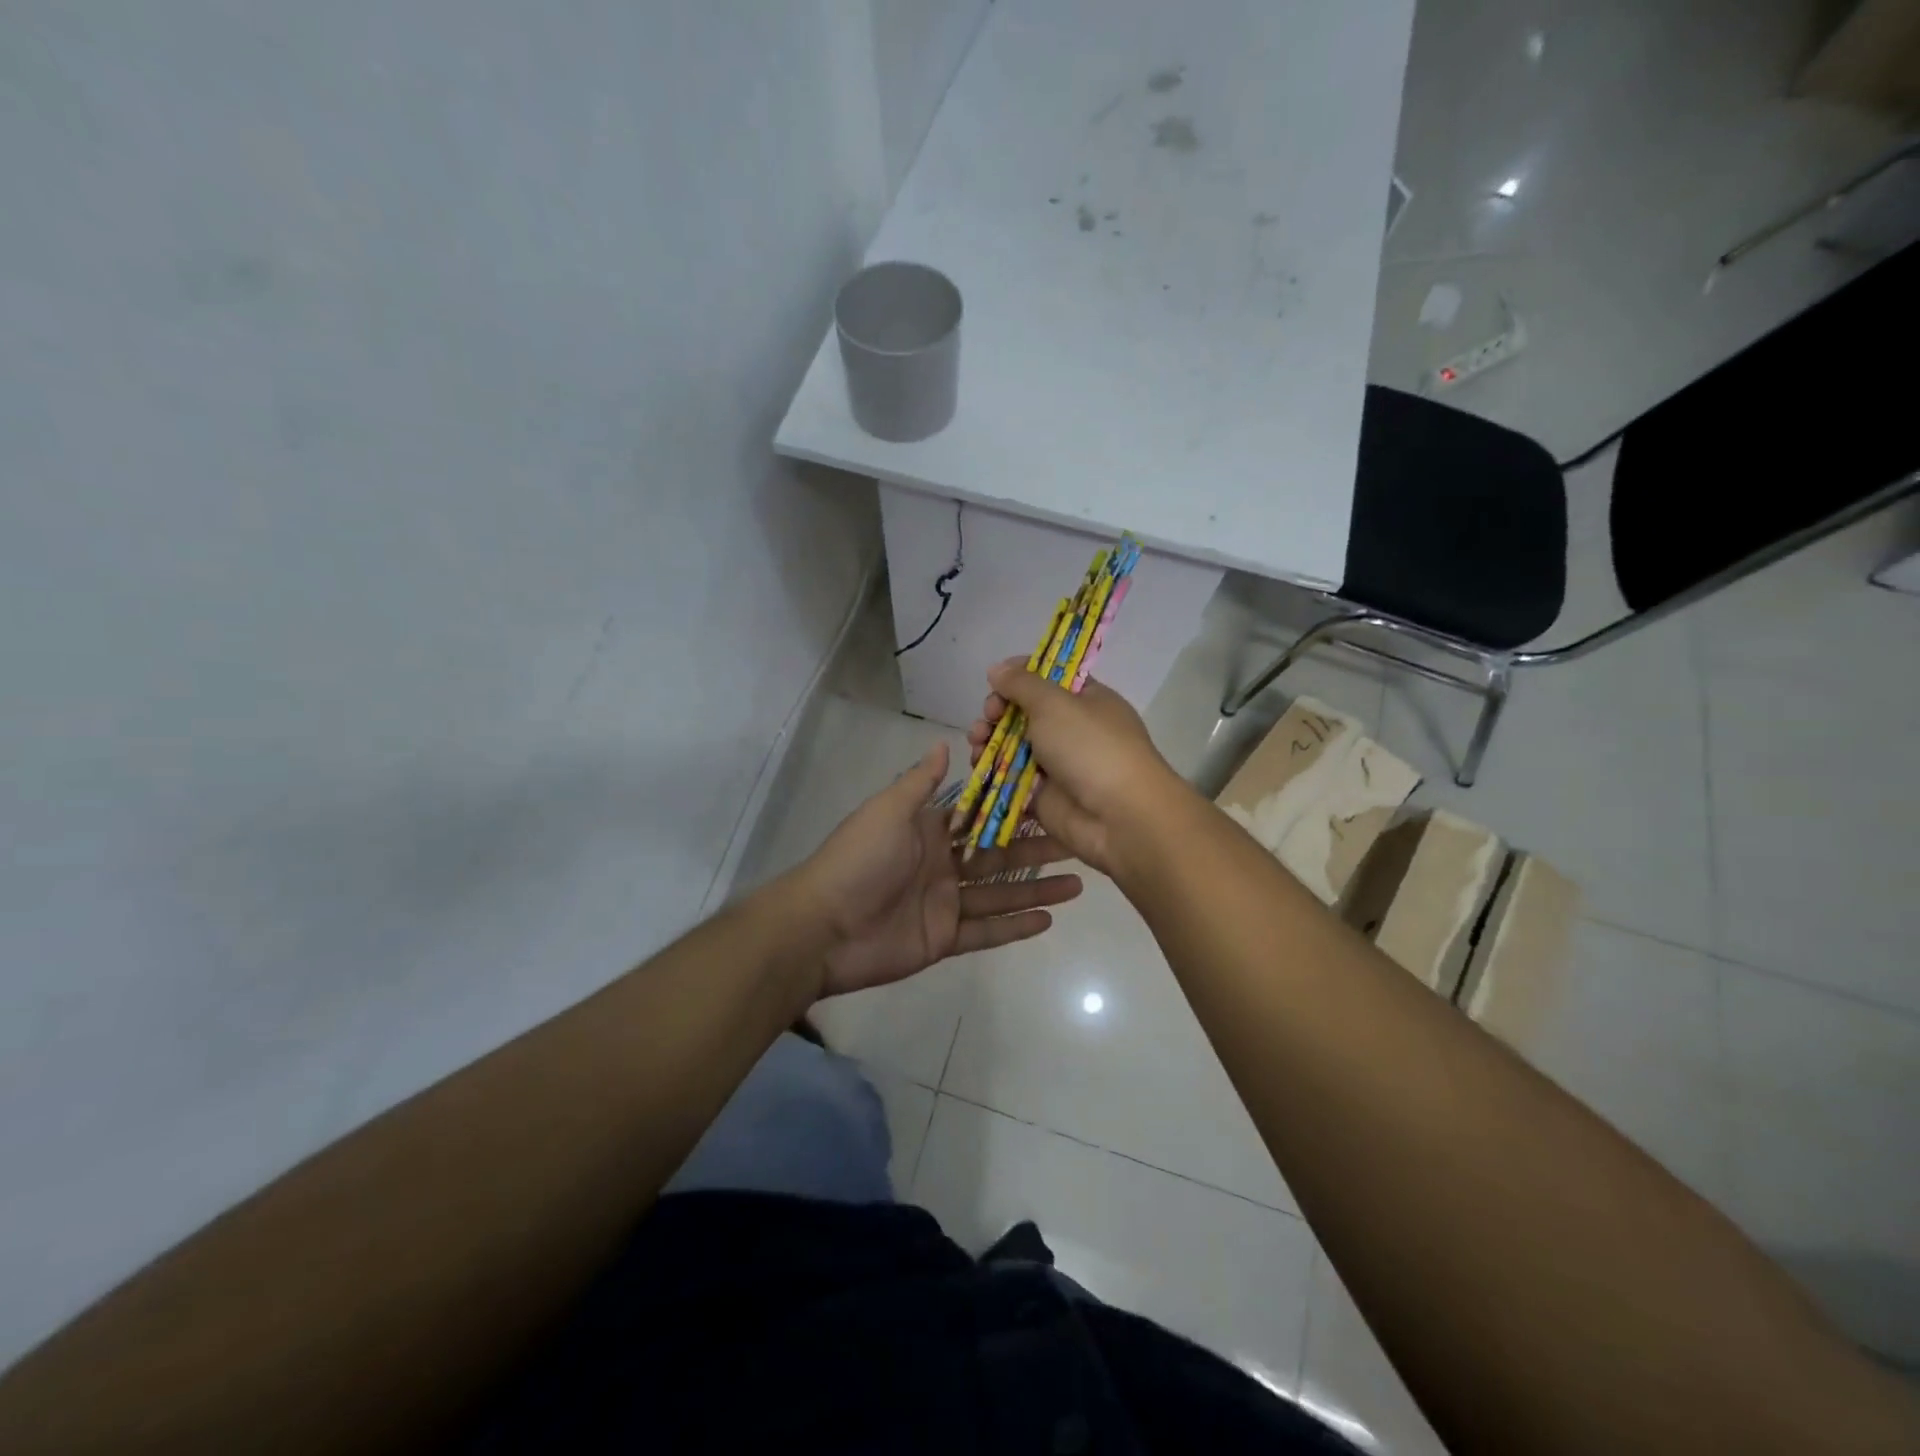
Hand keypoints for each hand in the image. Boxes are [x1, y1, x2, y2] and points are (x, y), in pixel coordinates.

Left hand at [800, 741, 1083, 997]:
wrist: (823, 927)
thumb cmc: (858, 860)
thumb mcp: (888, 811)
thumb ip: (920, 782)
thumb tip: (945, 745)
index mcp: (930, 831)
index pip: (982, 817)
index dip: (1015, 810)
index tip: (1054, 800)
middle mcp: (942, 864)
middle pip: (999, 855)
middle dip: (1038, 850)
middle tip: (1080, 843)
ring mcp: (945, 903)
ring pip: (1000, 894)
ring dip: (1037, 889)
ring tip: (1080, 883)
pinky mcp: (944, 938)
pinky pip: (986, 931)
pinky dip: (1016, 927)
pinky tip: (1049, 920)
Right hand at [966, 660, 1188, 879]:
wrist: (1117, 817)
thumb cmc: (1090, 747)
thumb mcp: (1055, 703)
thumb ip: (1022, 683)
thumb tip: (998, 669)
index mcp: (1087, 699)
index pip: (1050, 677)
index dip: (1021, 675)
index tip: (996, 679)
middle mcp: (1073, 729)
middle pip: (1026, 712)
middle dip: (1000, 710)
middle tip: (988, 715)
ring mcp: (1058, 764)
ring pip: (1014, 745)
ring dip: (990, 739)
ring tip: (976, 742)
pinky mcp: (1043, 795)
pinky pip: (1011, 778)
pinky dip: (992, 770)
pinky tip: (977, 765)